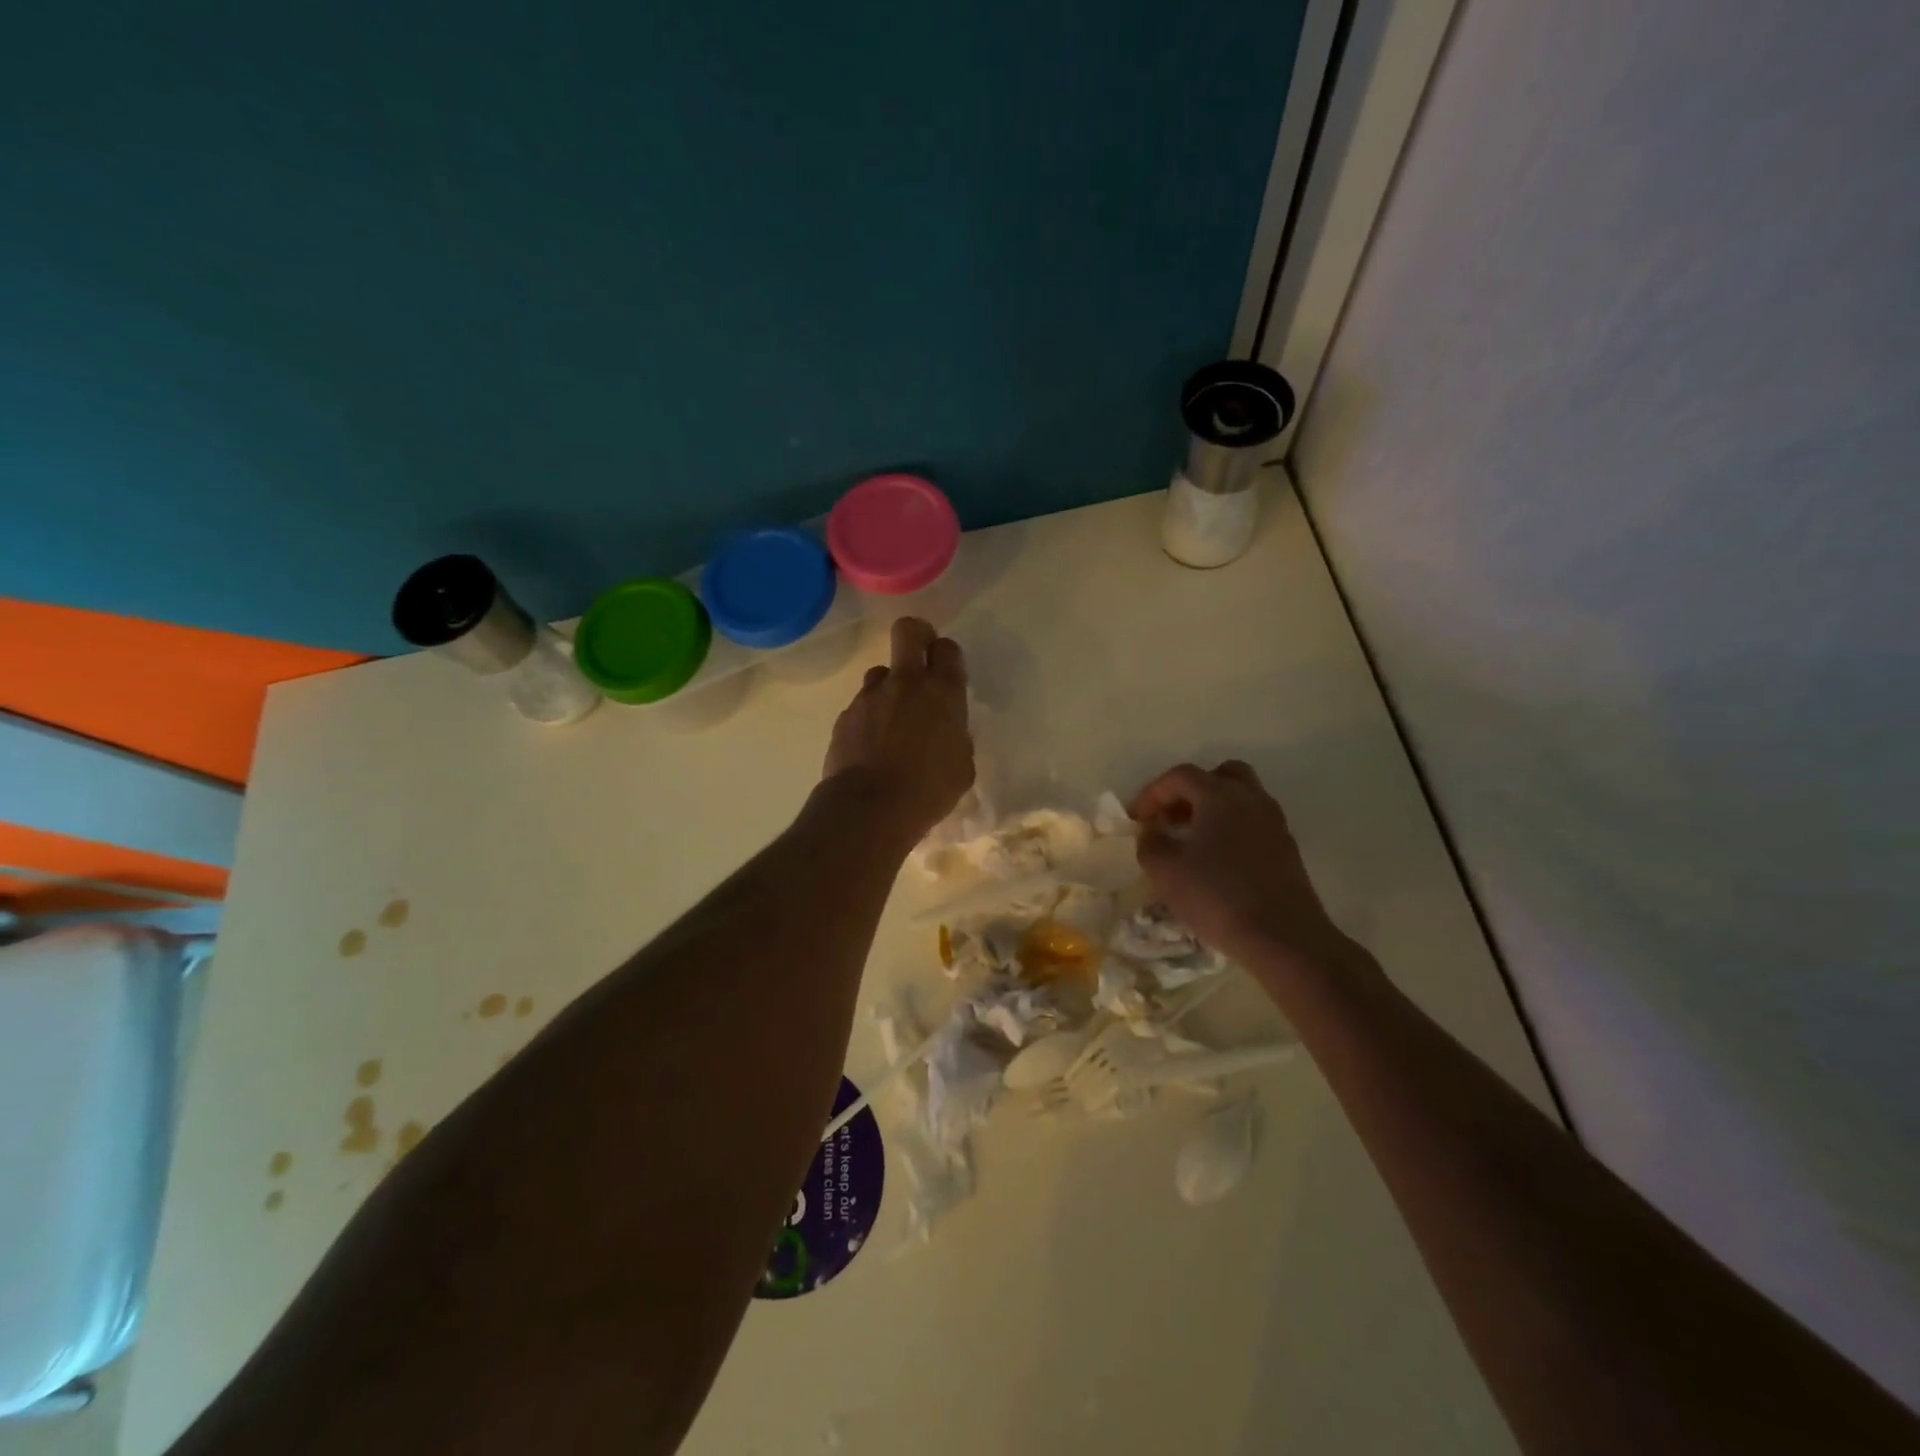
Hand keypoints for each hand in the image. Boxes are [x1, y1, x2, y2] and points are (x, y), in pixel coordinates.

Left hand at [822, 617, 974, 841]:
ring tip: (893, 721)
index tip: (947, 670)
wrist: (870, 807)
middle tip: (920, 655)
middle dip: (917, 635)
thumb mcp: (961, 767)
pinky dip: (868, 720)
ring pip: (880, 673)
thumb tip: (947, 733)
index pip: (947, 649)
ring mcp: (870, 697)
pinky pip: (861, 707)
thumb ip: (956, 739)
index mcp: (942, 692)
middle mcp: (905, 683)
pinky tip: (872, 748)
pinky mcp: (845, 716)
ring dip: (889, 688)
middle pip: (909, 631)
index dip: (947, 654)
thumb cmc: (928, 790)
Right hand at [1128, 761, 1346, 969]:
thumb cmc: (1218, 897)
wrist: (1283, 938)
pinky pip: (1253, 822)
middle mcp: (1251, 799)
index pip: (1180, 776)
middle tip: (1170, 817)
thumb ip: (1150, 843)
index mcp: (1220, 796)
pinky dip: (1231, 828)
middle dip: (1189, 791)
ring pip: (1240, 798)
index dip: (1152, 793)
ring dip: (1211, 809)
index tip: (1136, 819)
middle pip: (1219, 775)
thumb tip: (1152, 831)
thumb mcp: (1166, 871)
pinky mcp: (1286, 848)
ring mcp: (1274, 823)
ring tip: (1190, 839)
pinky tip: (1216, 860)